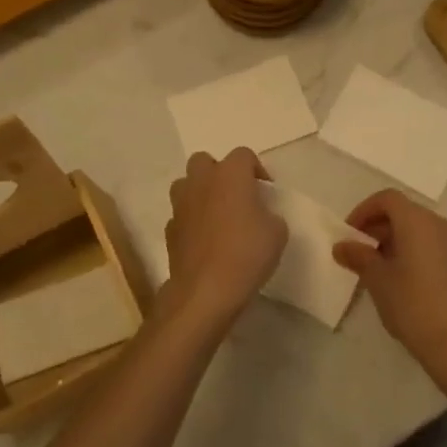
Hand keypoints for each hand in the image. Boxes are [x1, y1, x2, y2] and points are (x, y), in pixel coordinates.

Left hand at [160, 149, 285, 328]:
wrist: (205, 291)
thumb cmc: (246, 254)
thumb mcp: (277, 232)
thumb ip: (269, 214)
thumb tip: (259, 215)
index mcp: (230, 175)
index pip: (243, 155)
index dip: (256, 170)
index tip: (266, 192)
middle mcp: (201, 181)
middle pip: (205, 161)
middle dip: (219, 173)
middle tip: (235, 196)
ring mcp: (181, 205)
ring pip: (186, 184)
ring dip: (200, 193)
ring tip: (217, 215)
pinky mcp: (169, 229)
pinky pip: (181, 214)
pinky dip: (191, 221)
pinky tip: (204, 240)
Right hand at [334, 189, 446, 382]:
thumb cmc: (414, 305)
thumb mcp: (378, 280)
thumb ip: (359, 257)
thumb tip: (342, 246)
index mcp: (418, 221)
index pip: (388, 198)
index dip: (364, 210)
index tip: (349, 233)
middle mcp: (440, 225)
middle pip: (405, 212)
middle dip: (378, 227)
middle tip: (359, 252)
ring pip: (420, 230)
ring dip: (396, 241)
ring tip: (378, 270)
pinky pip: (433, 247)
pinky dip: (414, 252)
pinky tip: (403, 282)